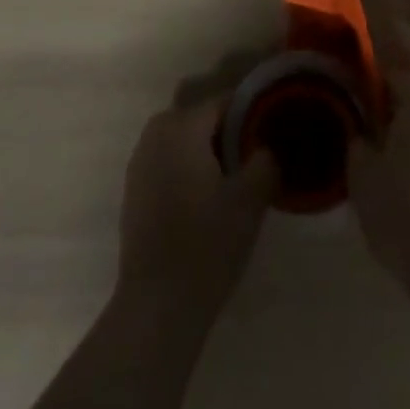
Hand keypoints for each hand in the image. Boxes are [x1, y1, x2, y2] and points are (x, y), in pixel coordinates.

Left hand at [117, 96, 276, 312]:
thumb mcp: (250, 200)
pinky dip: (190, 170)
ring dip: (210, 153)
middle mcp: (156, 132)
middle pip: (204, 119)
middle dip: (231, 133)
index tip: (274, 132)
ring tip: (237, 181)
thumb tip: (268, 147)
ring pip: (186, 141)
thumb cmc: (206, 244)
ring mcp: (140, 161)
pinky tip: (209, 201)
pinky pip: (171, 162)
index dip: (253, 113)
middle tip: (258, 159)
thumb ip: (266, 161)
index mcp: (182, 125)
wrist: (156, 306)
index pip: (226, 101)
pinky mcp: (135, 189)